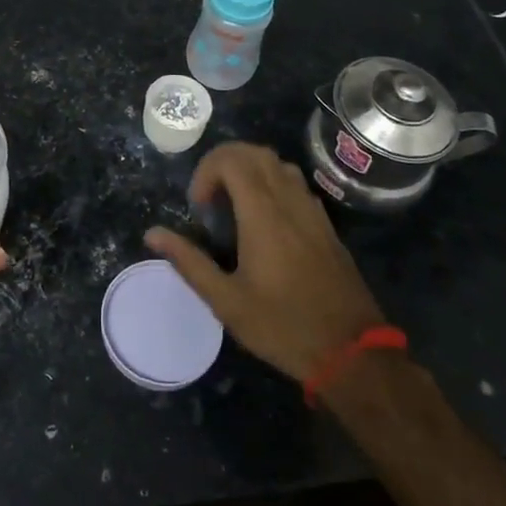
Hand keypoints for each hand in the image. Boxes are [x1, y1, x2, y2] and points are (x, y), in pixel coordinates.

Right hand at [144, 142, 385, 384]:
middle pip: (255, 153)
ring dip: (250, 170)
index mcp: (262, 214)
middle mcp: (289, 201)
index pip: (232, 159)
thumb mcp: (227, 302)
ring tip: (232, 204)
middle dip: (224, 162)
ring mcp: (312, 211)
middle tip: (209, 197)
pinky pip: (296, 184)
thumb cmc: (283, 327)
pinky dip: (272, 184)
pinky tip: (264, 220)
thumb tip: (152, 234)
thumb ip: (189, 262)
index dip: (207, 171)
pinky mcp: (326, 225)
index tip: (198, 206)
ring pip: (278, 164)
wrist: (353, 352)